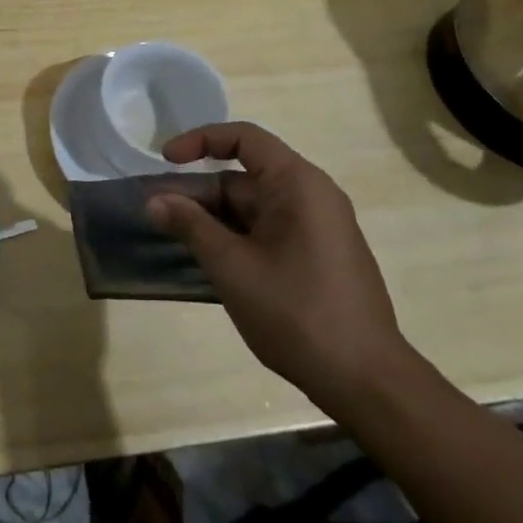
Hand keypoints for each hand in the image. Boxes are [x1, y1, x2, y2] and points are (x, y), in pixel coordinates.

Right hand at [148, 123, 409, 414]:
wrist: (368, 384)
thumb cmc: (297, 313)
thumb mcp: (232, 267)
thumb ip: (190, 226)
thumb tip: (154, 200)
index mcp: (298, 184)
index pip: (243, 138)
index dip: (200, 141)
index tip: (165, 160)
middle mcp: (312, 196)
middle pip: (244, 177)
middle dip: (199, 193)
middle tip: (158, 215)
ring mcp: (319, 228)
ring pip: (254, 208)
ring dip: (214, 219)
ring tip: (175, 239)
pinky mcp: (319, 257)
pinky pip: (269, 231)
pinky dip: (236, 237)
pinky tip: (211, 262)